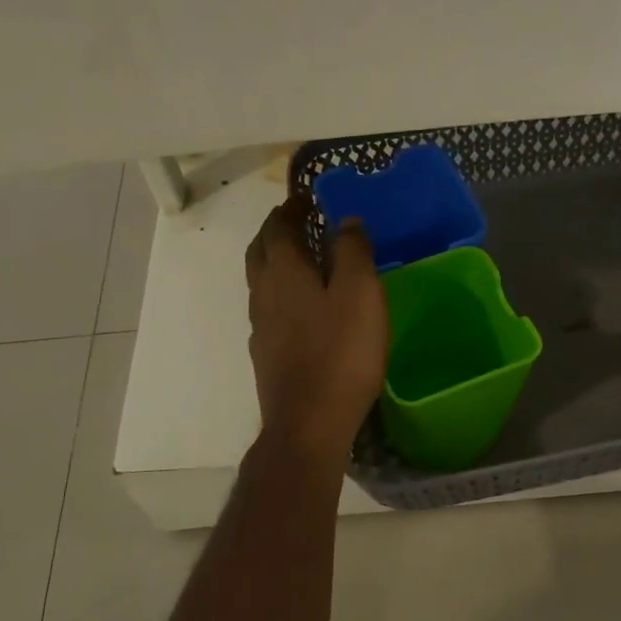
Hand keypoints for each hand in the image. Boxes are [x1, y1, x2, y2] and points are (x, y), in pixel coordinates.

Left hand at [245, 196, 387, 469]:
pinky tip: (301, 308)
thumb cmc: (340, 353)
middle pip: (261, 251)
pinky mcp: (267, 355)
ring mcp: (261, 327)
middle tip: (298, 221)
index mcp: (284, 272)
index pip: (279, 227)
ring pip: (261, 281)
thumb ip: (352, 252)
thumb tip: (345, 221)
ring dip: (276, 261)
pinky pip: (269, 309)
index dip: (292, 209)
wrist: (308, 423)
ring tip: (302, 259)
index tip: (306, 197)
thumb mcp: (360, 294)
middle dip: (276, 231)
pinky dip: (281, 293)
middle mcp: (263, 294)